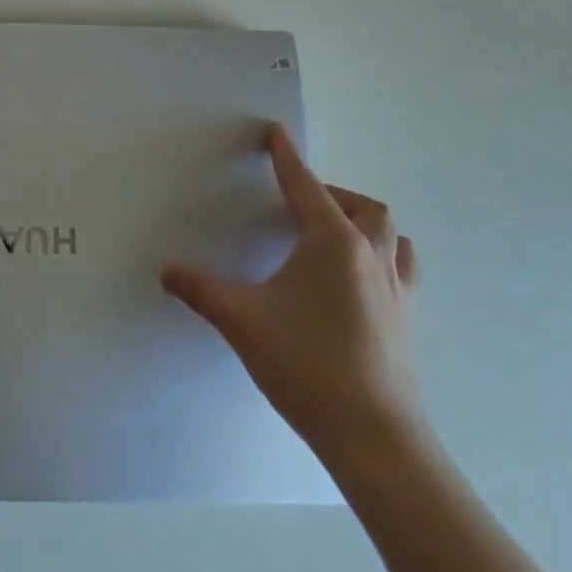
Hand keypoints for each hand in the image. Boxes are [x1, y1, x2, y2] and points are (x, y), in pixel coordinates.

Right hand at [161, 124, 422, 468]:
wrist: (376, 438)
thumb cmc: (307, 366)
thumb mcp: (242, 322)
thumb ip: (201, 290)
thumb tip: (166, 271)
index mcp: (332, 244)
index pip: (306, 186)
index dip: (287, 158)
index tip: (275, 133)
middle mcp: (370, 256)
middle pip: (363, 206)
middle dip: (331, 194)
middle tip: (299, 203)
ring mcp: (395, 290)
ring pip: (390, 236)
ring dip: (363, 223)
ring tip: (333, 235)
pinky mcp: (405, 320)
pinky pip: (399, 269)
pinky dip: (380, 257)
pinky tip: (357, 281)